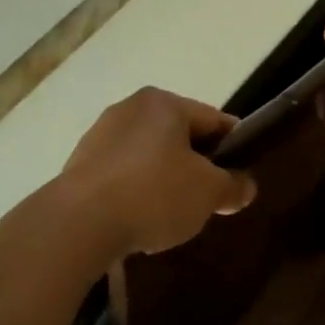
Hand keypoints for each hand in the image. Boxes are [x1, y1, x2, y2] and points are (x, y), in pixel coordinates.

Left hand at [58, 88, 256, 256]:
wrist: (79, 222)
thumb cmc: (154, 194)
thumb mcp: (208, 192)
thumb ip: (232, 186)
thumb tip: (245, 186)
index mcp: (164, 103)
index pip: (213, 119)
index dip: (235, 146)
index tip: (242, 174)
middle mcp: (130, 108)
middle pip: (178, 136)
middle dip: (196, 166)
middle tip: (209, 199)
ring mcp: (100, 134)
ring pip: (148, 155)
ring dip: (164, 179)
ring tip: (172, 215)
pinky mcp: (79, 163)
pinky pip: (121, 174)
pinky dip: (135, 191)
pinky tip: (138, 219)